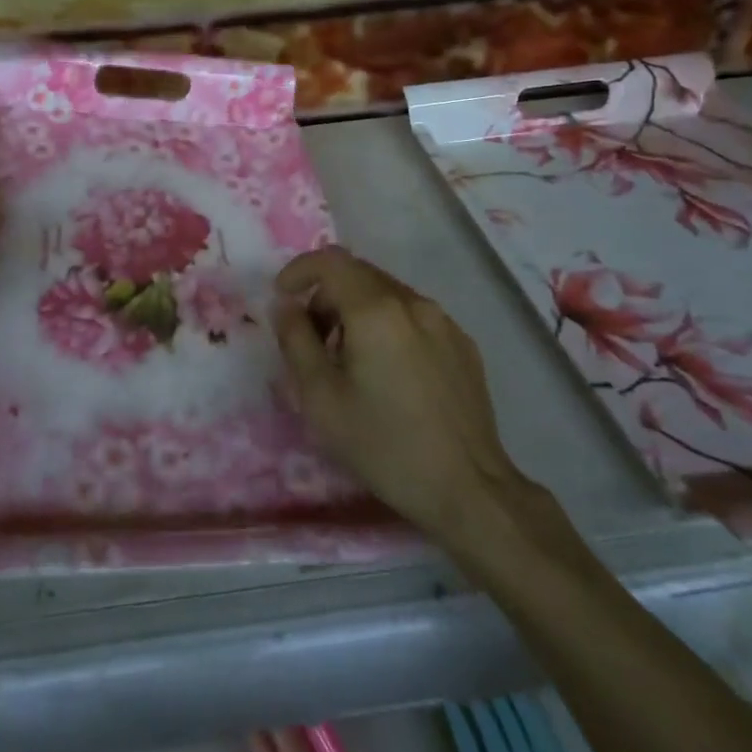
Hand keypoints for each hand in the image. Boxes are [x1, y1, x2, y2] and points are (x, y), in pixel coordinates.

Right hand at [273, 246, 528, 545]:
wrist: (469, 490)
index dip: (299, 270)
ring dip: (356, 309)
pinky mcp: (462, 344)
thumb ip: (296, 341)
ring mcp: (443, 321)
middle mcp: (412, 303)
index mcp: (376, 310)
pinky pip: (413, 316)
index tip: (282, 298)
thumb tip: (286, 305)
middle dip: (325, 294)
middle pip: (358, 274)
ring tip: (347, 358)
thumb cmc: (384, 445)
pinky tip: (387, 372)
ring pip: (386, 293)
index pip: (330, 261)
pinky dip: (387, 324)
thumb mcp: (321, 399)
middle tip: (310, 337)